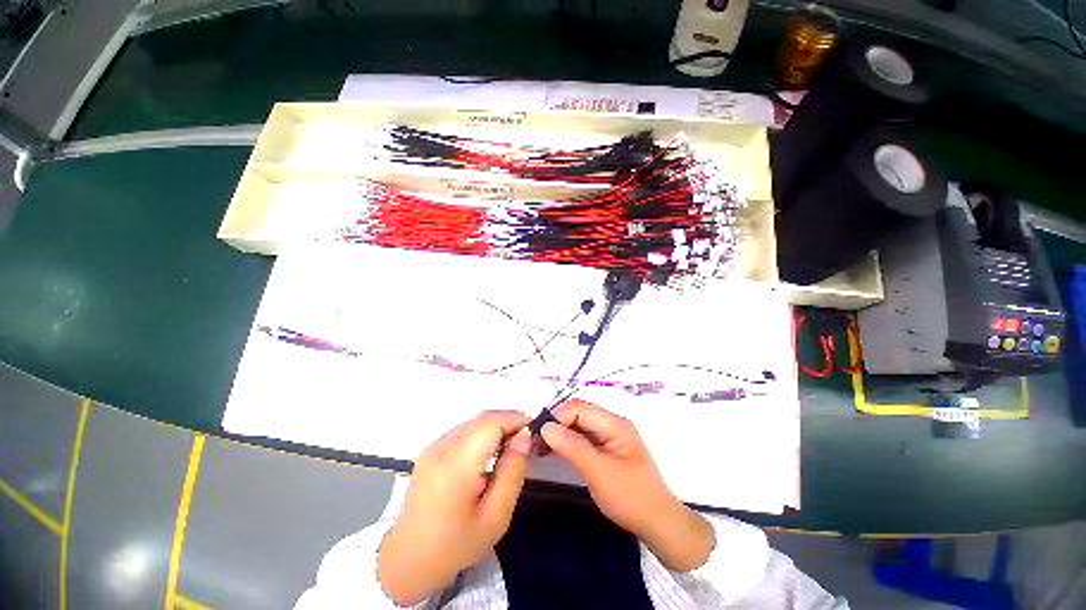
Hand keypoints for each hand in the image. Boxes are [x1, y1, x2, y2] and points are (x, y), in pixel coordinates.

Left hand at [378, 410, 532, 604]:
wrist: (408, 560)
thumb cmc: (455, 545)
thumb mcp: (495, 517)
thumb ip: (513, 472)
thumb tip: (524, 436)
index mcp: (456, 467)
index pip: (490, 423)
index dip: (516, 419)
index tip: (534, 431)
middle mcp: (441, 448)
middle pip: (482, 418)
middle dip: (509, 422)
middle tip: (526, 441)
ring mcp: (433, 446)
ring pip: (474, 422)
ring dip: (496, 426)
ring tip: (510, 447)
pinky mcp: (430, 449)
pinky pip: (463, 430)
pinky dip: (482, 433)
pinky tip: (489, 453)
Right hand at [541, 400, 715, 571]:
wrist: (659, 524)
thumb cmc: (631, 497)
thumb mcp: (599, 472)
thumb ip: (572, 447)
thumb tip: (546, 427)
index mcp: (614, 423)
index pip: (579, 408)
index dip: (557, 417)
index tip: (537, 435)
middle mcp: (612, 424)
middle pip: (578, 414)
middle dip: (556, 424)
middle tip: (534, 442)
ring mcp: (609, 437)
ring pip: (579, 427)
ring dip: (559, 434)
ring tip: (538, 447)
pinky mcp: (606, 450)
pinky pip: (583, 440)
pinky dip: (567, 444)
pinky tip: (552, 452)